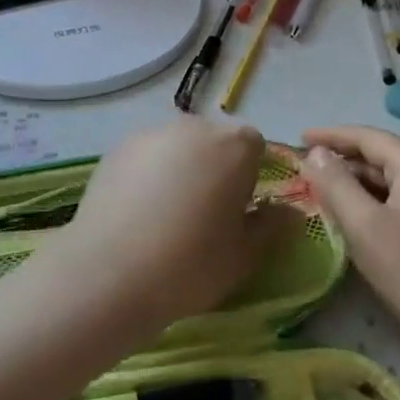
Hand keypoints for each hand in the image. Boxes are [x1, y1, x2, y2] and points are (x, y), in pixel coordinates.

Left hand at [60, 117, 294, 333]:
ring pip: (179, 147)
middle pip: (215, 141)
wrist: (109, 272)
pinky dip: (149, 174)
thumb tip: (290, 212)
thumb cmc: (190, 264)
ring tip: (166, 215)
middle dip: (216, 168)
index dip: (251, 177)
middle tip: (204, 215)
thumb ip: (272, 226)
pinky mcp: (118, 147)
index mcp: (234, 146)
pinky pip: (147, 156)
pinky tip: (137, 211)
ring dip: (181, 168)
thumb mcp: (244, 255)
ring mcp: (152, 133)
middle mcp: (194, 127)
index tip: (238, 211)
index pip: (255, 147)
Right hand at [301, 125, 399, 361]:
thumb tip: (315, 153)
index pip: (369, 137)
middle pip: (382, 155)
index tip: (299, 138)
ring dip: (356, 180)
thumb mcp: (362, 224)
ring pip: (390, 179)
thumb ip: (335, 183)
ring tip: (322, 188)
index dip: (332, 135)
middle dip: (343, 158)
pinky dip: (372, 198)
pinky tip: (352, 213)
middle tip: (306, 166)